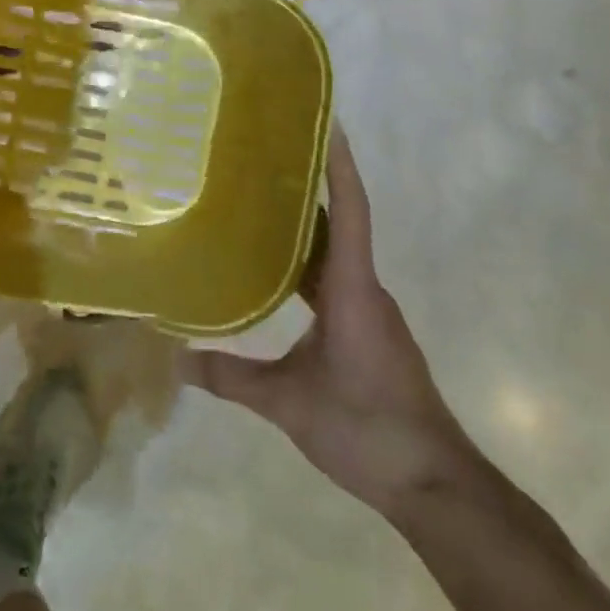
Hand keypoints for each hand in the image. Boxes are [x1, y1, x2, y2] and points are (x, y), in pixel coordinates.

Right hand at [184, 127, 478, 517]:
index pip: (350, 213)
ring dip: (305, 227)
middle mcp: (364, 290)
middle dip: (309, 187)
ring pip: (334, 255)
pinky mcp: (367, 332)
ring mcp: (369, 312)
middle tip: (264, 157)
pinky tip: (274, 272)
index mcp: (353, 290)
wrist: (435, 485)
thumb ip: (232, 378)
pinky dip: (306, 264)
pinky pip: (334, 281)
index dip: (340, 167)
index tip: (328, 125)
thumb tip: (174, 361)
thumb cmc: (367, 428)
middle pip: (339, 225)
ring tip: (258, 203)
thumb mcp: (289, 404)